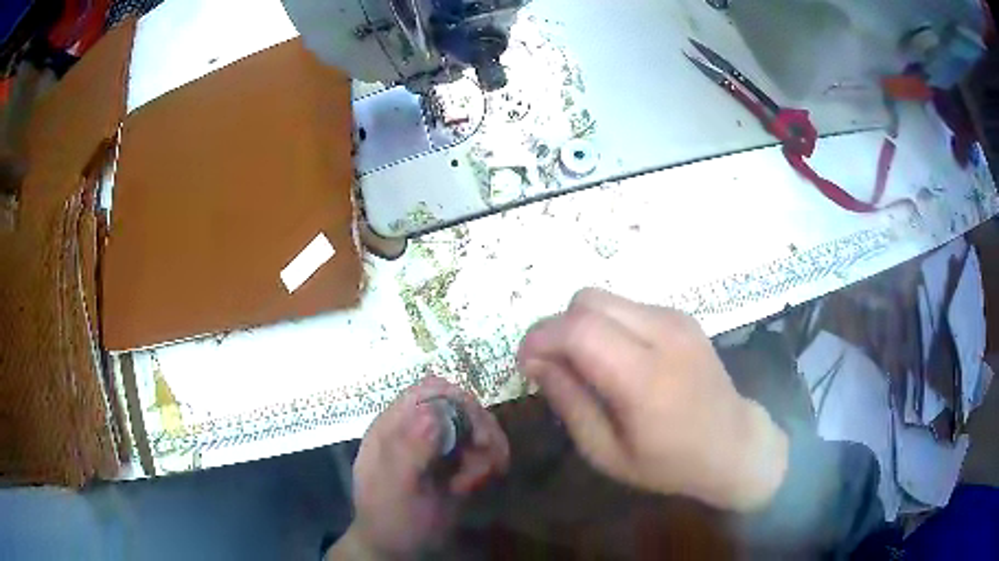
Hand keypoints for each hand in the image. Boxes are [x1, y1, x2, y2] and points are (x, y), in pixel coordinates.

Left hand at [330, 376, 508, 558]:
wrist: (399, 548)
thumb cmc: (389, 517)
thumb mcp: (394, 487)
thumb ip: (409, 450)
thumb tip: (433, 413)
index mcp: (394, 426)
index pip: (427, 390)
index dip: (456, 401)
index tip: (474, 430)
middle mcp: (418, 428)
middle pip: (461, 404)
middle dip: (478, 429)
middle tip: (482, 457)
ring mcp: (440, 445)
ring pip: (478, 425)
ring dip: (487, 450)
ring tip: (473, 482)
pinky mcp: (458, 462)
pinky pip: (486, 448)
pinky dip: (491, 462)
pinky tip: (479, 484)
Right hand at [516, 288, 787, 511]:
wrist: (733, 443)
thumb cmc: (669, 462)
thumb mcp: (606, 452)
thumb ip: (569, 402)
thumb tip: (537, 363)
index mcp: (644, 377)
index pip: (579, 329)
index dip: (541, 337)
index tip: (526, 363)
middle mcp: (663, 334)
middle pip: (587, 300)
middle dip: (557, 327)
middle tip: (553, 364)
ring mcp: (676, 319)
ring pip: (604, 297)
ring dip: (582, 326)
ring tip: (587, 365)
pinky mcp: (682, 316)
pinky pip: (626, 306)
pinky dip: (607, 325)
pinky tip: (619, 360)